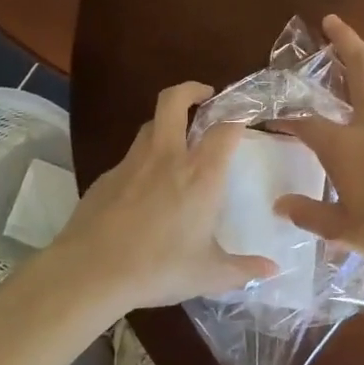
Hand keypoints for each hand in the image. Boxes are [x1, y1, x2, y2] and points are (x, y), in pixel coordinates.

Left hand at [48, 83, 276, 311]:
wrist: (90, 273)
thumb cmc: (158, 269)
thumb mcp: (208, 274)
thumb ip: (244, 269)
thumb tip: (273, 270)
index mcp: (200, 174)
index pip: (224, 127)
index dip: (237, 115)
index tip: (245, 116)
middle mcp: (167, 157)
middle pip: (174, 101)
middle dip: (191, 89)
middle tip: (205, 96)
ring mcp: (132, 163)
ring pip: (150, 124)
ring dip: (166, 122)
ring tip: (177, 139)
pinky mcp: (106, 176)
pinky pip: (131, 156)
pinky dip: (144, 159)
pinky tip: (145, 186)